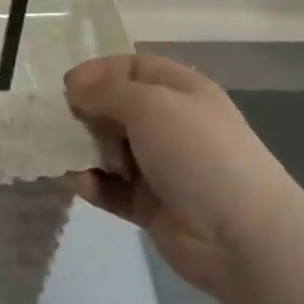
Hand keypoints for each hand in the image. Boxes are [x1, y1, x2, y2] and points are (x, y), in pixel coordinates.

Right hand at [65, 54, 300, 295]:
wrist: (241, 235)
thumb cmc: (197, 153)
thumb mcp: (150, 104)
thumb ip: (106, 92)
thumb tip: (74, 89)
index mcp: (179, 90)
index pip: (131, 68)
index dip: (98, 73)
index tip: (66, 88)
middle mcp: (169, 124)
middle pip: (115, 108)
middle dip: (86, 114)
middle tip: (61, 125)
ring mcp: (159, 166)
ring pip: (108, 149)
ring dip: (85, 152)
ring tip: (67, 158)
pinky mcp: (149, 204)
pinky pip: (111, 188)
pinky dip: (93, 185)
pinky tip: (80, 184)